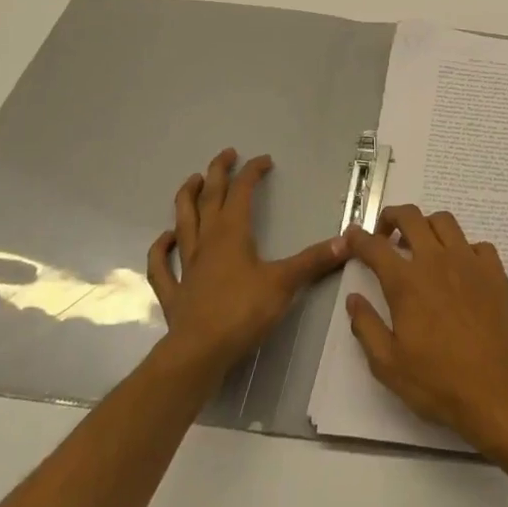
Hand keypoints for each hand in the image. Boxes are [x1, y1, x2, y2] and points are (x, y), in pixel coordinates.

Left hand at [147, 148, 346, 375]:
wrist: (200, 352)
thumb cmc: (243, 312)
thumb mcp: (285, 283)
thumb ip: (314, 260)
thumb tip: (347, 240)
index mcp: (232, 233)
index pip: (242, 192)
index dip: (252, 172)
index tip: (264, 160)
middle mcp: (207, 241)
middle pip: (209, 198)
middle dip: (218, 173)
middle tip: (226, 154)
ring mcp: (186, 265)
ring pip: (183, 222)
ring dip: (186, 198)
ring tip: (192, 181)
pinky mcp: (175, 291)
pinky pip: (161, 265)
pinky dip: (160, 248)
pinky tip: (164, 238)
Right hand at [344, 204, 507, 455]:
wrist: (497, 390)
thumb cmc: (438, 381)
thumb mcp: (387, 364)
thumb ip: (366, 326)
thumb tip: (354, 298)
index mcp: (406, 282)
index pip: (374, 247)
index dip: (358, 238)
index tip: (352, 236)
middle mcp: (436, 261)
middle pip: (411, 217)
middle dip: (391, 217)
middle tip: (385, 234)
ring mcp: (469, 262)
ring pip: (445, 222)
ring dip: (426, 226)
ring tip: (421, 246)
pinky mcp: (495, 271)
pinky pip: (477, 244)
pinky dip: (463, 248)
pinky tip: (460, 268)